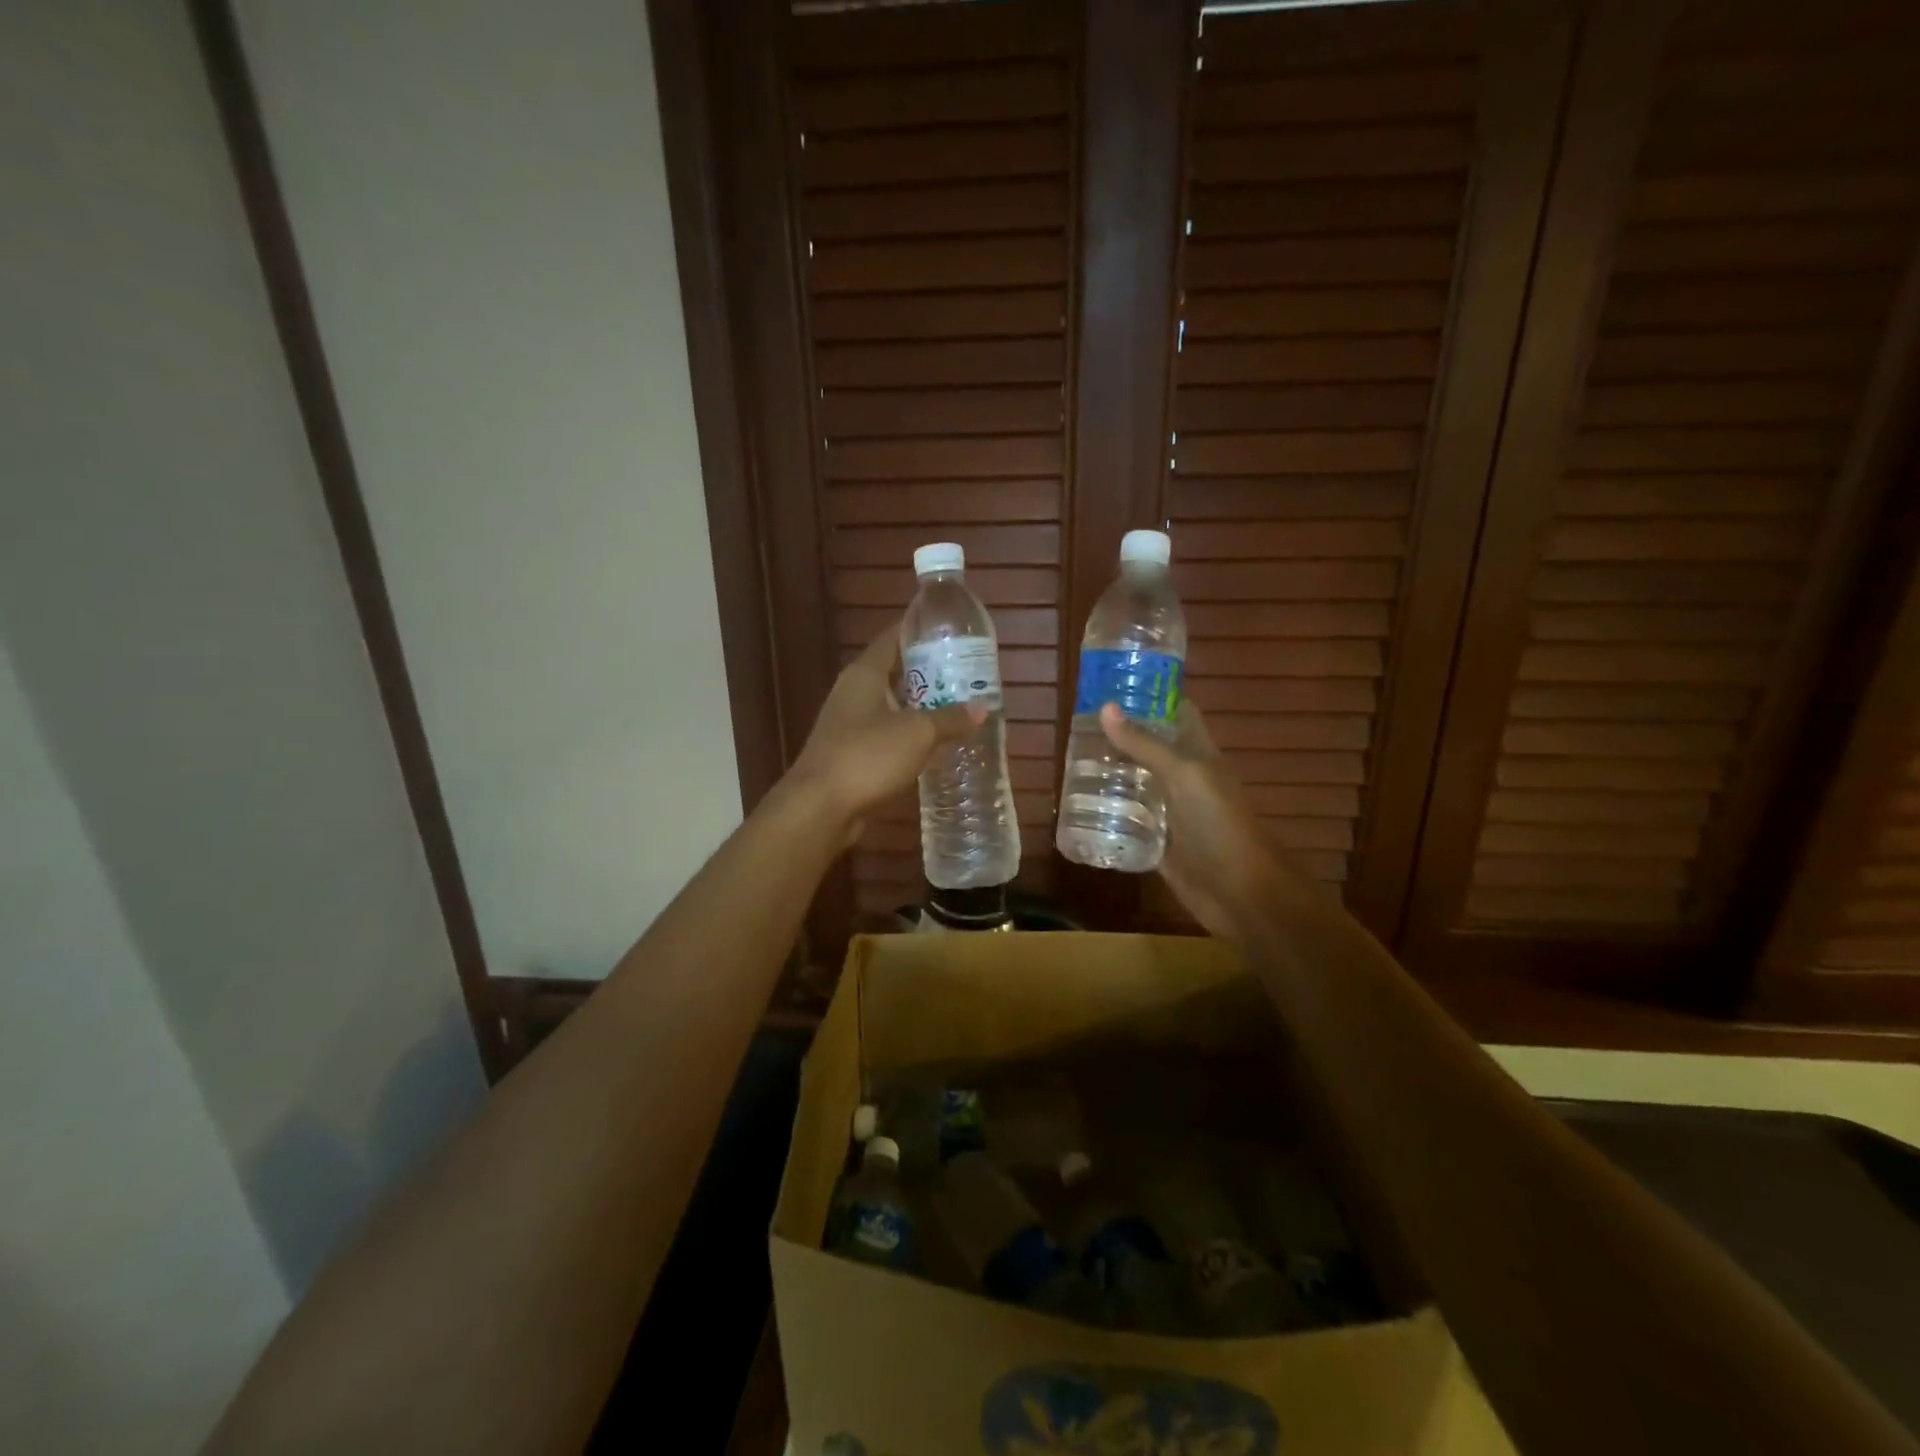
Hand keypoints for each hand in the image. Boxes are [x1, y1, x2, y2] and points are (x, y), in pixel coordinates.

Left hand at [789, 631, 983, 844]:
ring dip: (922, 705)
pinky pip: (888, 734)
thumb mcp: (918, 733)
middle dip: (930, 671)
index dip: (922, 630)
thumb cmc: (867, 756)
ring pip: (893, 705)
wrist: (820, 808)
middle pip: (896, 671)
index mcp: (865, 673)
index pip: (894, 637)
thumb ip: (951, 719)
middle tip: (967, 672)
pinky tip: (935, 743)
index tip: (953, 631)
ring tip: (959, 705)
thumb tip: (982, 709)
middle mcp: (854, 691)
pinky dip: (910, 734)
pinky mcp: (852, 753)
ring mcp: (849, 723)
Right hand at [1099, 700, 1294, 938]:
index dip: (1151, 696)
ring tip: (1069, 761)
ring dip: (1108, 774)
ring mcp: (1169, 811)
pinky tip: (1077, 806)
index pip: (1177, 713)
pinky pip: (1128, 821)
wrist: (1239, 892)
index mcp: (1198, 754)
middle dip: (1118, 736)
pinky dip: (1106, 814)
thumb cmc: (1218, 824)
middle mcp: (1182, 779)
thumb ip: (1145, 744)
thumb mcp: (1183, 775)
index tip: (1113, 684)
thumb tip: (1105, 707)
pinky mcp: (1156, 841)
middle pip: (1149, 748)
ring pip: (1135, 784)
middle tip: (1076, 725)